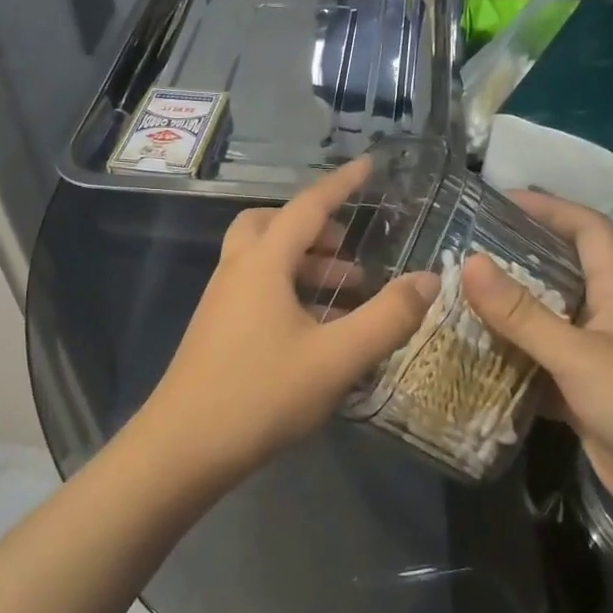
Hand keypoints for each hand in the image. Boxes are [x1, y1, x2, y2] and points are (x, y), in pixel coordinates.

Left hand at [144, 157, 440, 478]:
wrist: (183, 446)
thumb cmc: (261, 394)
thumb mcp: (336, 358)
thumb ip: (387, 318)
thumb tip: (429, 279)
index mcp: (263, 263)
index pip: (308, 206)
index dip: (341, 184)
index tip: (368, 165)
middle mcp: (237, 270)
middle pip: (272, 224)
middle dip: (314, 227)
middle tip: (348, 249)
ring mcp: (220, 299)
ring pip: (263, 258)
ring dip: (303, 262)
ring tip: (344, 292)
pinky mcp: (215, 327)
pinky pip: (255, 286)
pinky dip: (287, 288)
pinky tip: (314, 328)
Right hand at [461, 191, 612, 536]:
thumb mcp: (579, 356)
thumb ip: (522, 314)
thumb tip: (469, 262)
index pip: (589, 231)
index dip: (551, 208)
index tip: (502, 199)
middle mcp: (607, 320)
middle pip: (560, 274)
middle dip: (516, 258)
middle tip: (463, 253)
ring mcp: (597, 362)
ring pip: (545, 325)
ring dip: (507, 315)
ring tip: (455, 301)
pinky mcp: (586, 400)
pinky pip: (540, 370)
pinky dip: (510, 364)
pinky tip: (473, 361)